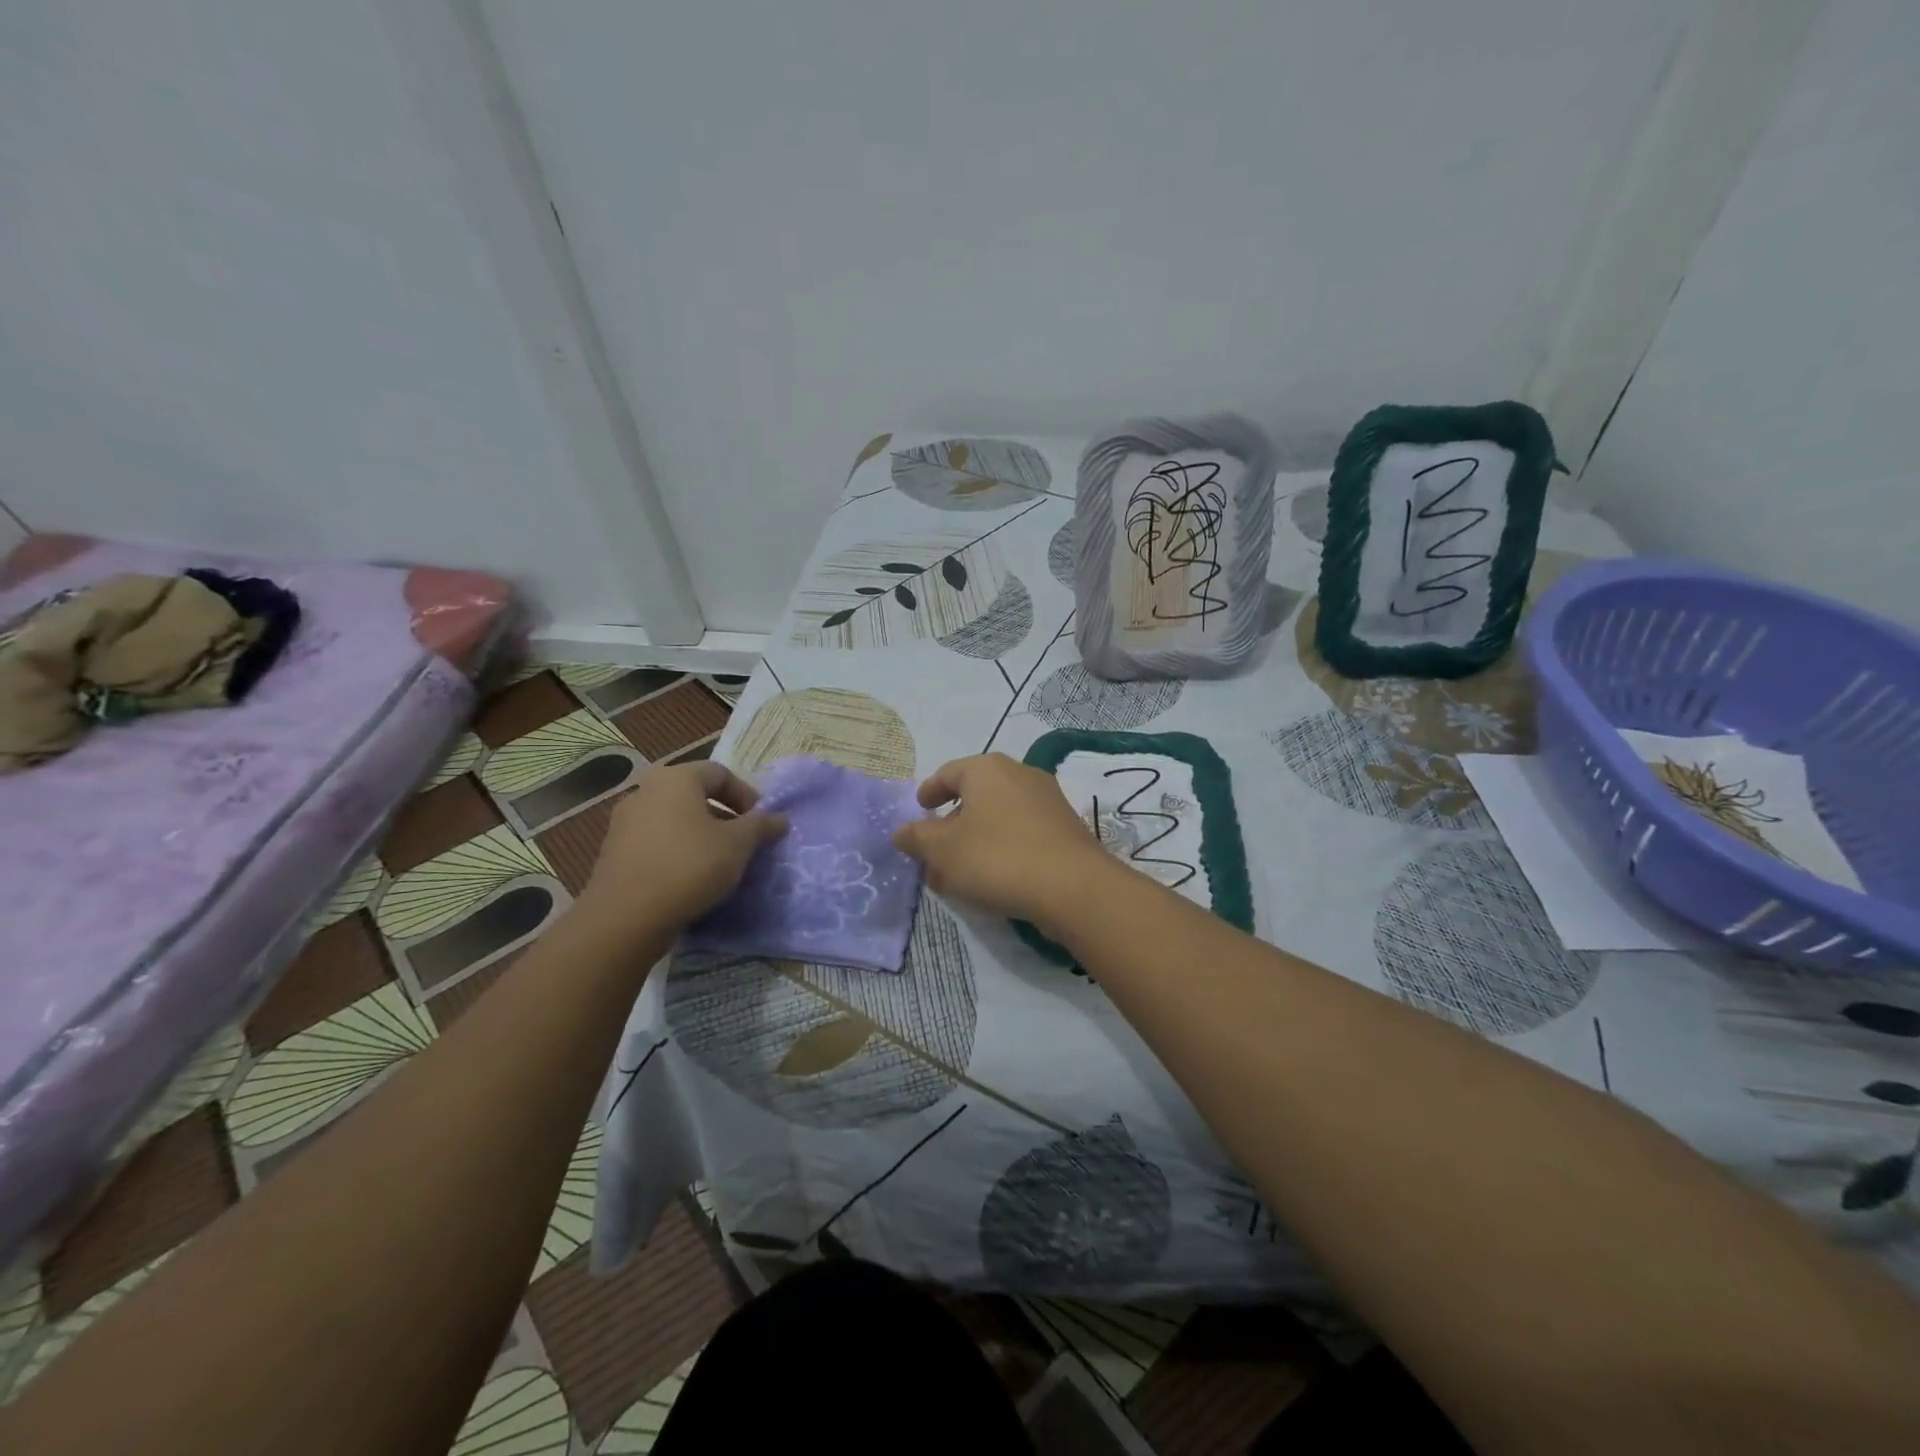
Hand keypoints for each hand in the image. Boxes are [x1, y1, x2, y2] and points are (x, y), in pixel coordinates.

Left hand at [577, 761, 787, 938]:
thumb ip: (761, 826)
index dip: (747, 795)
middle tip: (744, 843)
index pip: (720, 773)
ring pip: (675, 820)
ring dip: (701, 836)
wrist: (625, 918)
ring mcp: (624, 823)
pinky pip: (656, 843)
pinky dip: (678, 852)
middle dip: (724, 817)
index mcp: (675, 779)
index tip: (761, 822)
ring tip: (720, 864)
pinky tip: (691, 879)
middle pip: (695, 795)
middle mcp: (645, 791)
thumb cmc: (690, 866)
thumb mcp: (738, 845)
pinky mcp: (613, 853)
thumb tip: (780, 819)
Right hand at [892, 753, 1124, 929]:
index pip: (948, 773)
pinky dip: (1001, 848)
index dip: (929, 791)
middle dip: (951, 823)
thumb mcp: (944, 851)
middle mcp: (1020, 774)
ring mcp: (1047, 799)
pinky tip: (992, 878)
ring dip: (975, 840)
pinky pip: (1021, 832)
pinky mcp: (1065, 827)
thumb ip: (917, 838)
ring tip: (959, 873)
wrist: (1074, 887)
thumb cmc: (998, 858)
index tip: (919, 808)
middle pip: (975, 795)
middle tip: (934, 850)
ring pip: (998, 816)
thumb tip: (901, 831)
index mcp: (987, 769)